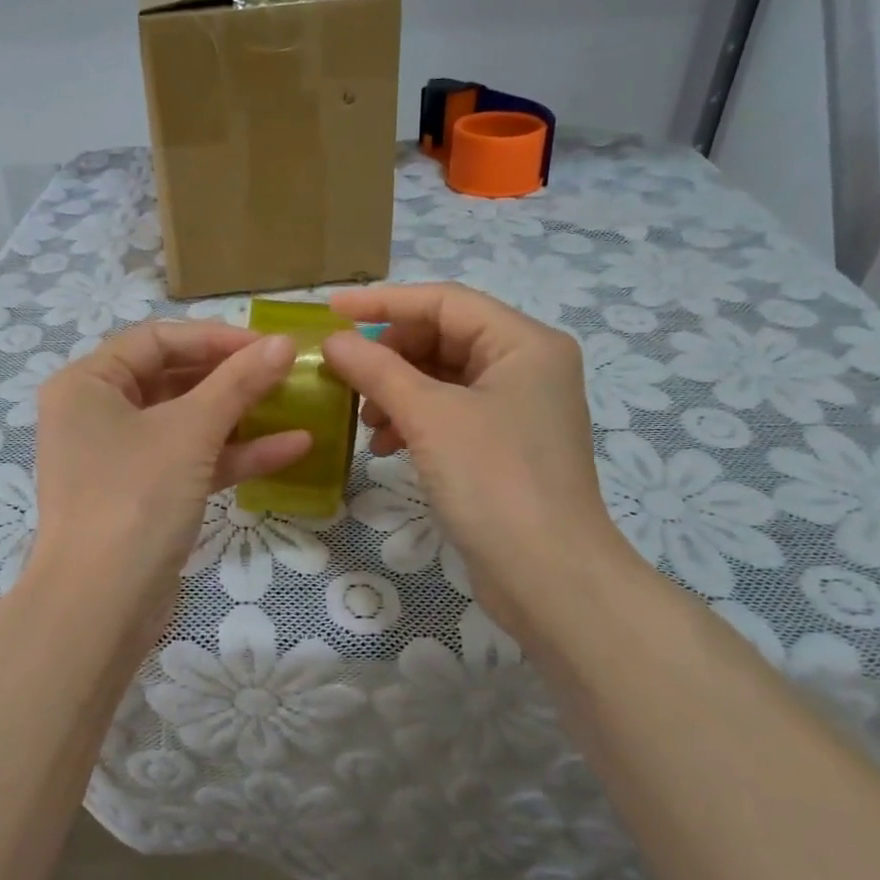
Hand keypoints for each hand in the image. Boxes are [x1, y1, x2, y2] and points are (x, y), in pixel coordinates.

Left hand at [26, 322, 308, 632]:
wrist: (100, 606)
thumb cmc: (135, 497)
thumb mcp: (190, 431)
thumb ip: (238, 382)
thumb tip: (284, 343)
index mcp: (88, 383)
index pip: (157, 339)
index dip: (215, 337)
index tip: (269, 345)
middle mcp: (96, 413)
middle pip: (172, 378)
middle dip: (231, 376)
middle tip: (285, 371)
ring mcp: (119, 458)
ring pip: (185, 422)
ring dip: (239, 416)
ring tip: (295, 403)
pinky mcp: (142, 495)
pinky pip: (190, 461)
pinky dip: (233, 455)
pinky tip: (292, 448)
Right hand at [322, 284, 636, 638]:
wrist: (548, 578)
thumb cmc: (494, 481)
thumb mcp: (429, 417)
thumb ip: (377, 370)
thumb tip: (333, 340)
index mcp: (524, 343)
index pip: (444, 301)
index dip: (384, 302)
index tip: (331, 310)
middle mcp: (526, 366)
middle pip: (443, 337)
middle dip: (390, 355)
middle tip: (345, 375)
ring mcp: (517, 408)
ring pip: (442, 378)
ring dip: (396, 391)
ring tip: (364, 421)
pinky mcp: (503, 445)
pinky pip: (448, 412)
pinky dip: (413, 421)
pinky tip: (385, 446)